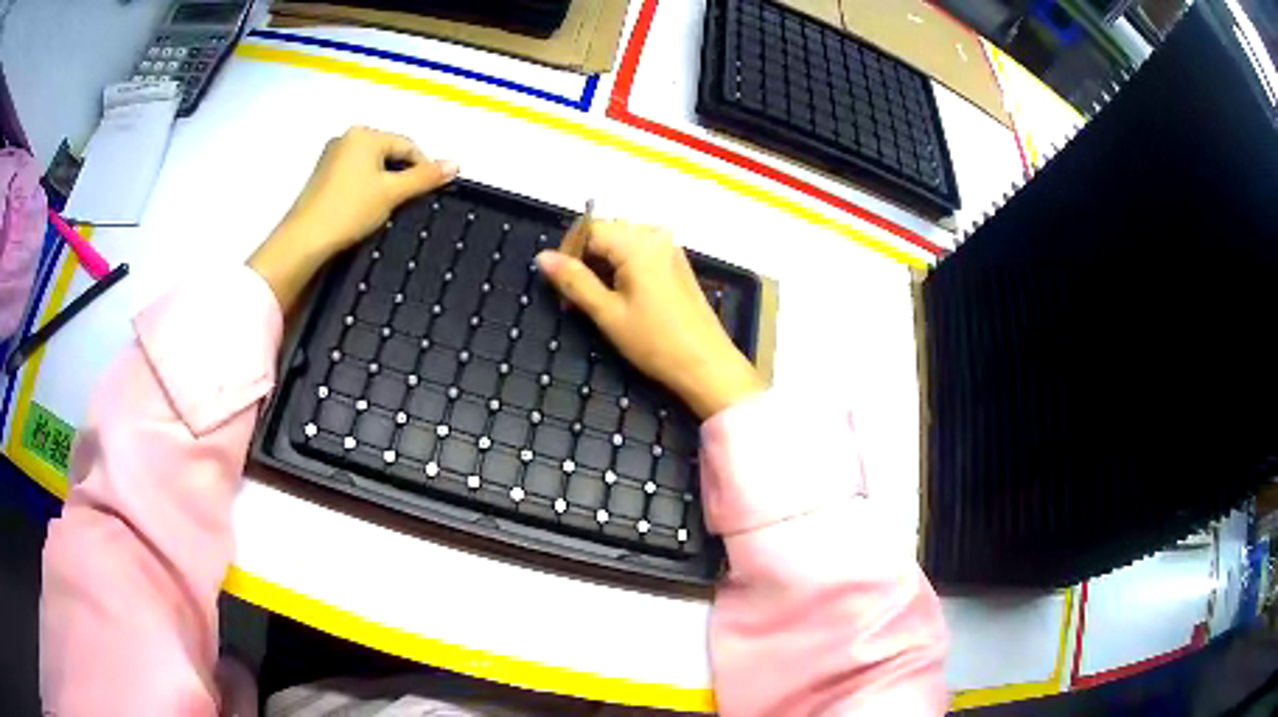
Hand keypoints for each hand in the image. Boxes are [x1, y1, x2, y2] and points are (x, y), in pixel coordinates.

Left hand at [249, 126, 458, 309]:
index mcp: (365, 134)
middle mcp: (347, 138)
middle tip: (406, 203)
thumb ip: (425, 177)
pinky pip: (354, 175)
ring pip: (371, 165)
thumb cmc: (347, 211)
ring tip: (385, 209)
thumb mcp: (393, 193)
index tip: (430, 192)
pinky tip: (364, 210)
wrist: (304, 240)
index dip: (423, 168)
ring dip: (383, 183)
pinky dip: (365, 189)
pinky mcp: (322, 176)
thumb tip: (455, 164)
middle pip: (388, 153)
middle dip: (401, 175)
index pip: (407, 146)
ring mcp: (331, 156)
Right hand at [536, 220, 763, 418]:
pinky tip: (617, 298)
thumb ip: (573, 281)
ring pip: (621, 243)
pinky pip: (639, 253)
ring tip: (592, 302)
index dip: (568, 252)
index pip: (589, 228)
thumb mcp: (607, 313)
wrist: (707, 365)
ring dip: (601, 266)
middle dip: (583, 259)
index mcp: (637, 242)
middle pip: (605, 232)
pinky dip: (621, 269)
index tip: (559, 285)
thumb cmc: (655, 342)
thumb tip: (542, 257)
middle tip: (571, 298)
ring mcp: (669, 248)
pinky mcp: (676, 264)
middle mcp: (655, 235)